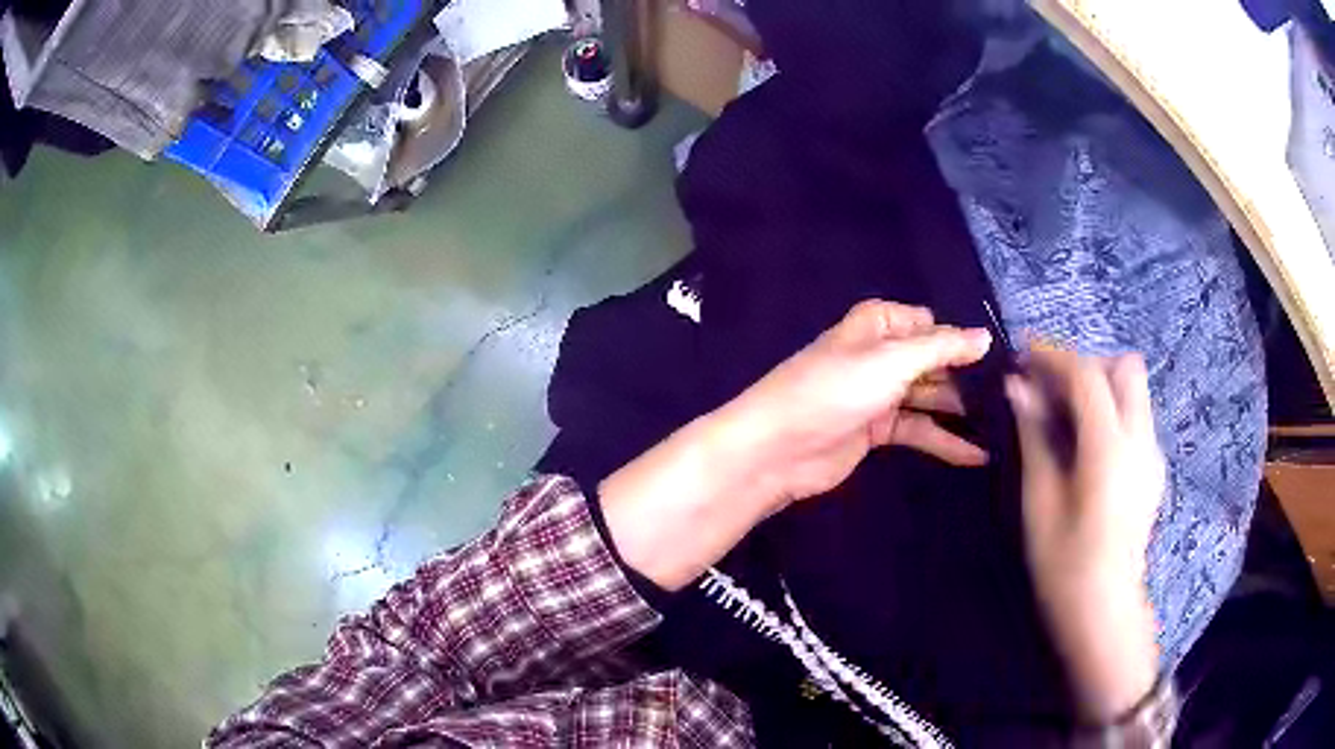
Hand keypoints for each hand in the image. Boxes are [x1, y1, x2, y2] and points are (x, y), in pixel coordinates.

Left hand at [601, 301, 991, 590]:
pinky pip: (919, 430)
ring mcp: (879, 393)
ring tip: (1005, 426)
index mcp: (879, 325)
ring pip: (930, 397)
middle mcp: (881, 354)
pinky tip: (978, 455)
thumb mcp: (892, 361)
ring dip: (961, 411)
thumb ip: (941, 348)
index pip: (932, 324)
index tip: (1003, 358)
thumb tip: (985, 336)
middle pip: (934, 361)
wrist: (778, 447)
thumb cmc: (835, 391)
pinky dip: (945, 441)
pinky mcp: (877, 430)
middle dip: (968, 377)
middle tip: (1012, 397)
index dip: (962, 338)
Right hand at [1005, 350, 1165, 721]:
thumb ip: (1035, 436)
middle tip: (1051, 388)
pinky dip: (1111, 411)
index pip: (1087, 376)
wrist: (1103, 610)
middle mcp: (1141, 440)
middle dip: (1087, 365)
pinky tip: (1086, 445)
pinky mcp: (1154, 469)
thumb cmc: (1063, 563)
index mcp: (1110, 448)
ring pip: (1134, 390)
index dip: (1054, 356)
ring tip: (1065, 415)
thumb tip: (1019, 387)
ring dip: (1100, 386)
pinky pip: (1136, 416)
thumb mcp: (1040, 500)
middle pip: (1125, 368)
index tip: (1024, 353)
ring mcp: (1152, 453)